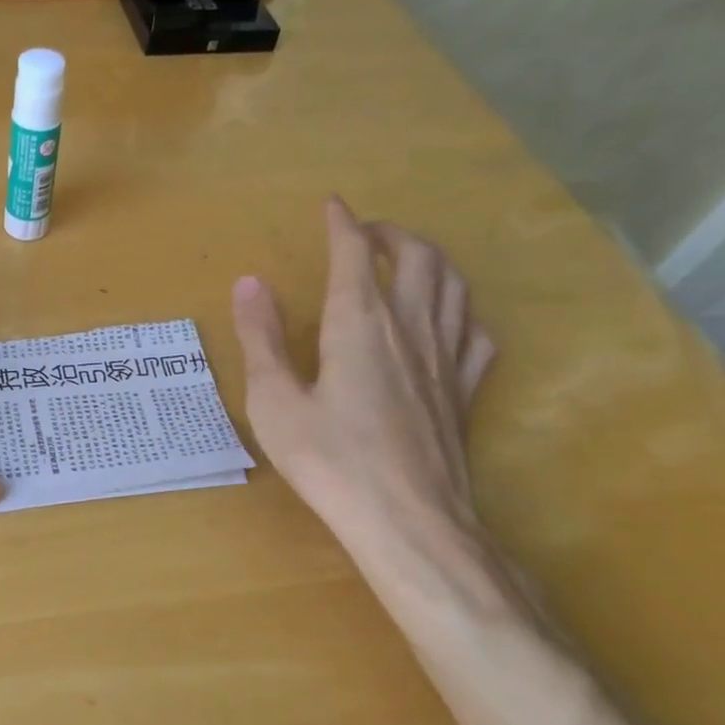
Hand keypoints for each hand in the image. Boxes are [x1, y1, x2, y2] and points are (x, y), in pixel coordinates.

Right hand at [230, 197, 494, 564]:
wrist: (407, 519)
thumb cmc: (329, 461)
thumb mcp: (274, 402)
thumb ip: (261, 339)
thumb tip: (249, 283)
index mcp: (360, 324)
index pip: (355, 254)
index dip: (342, 223)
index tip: (332, 205)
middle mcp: (410, 328)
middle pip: (418, 257)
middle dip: (391, 233)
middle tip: (366, 233)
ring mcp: (447, 359)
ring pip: (454, 285)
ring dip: (431, 259)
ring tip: (409, 260)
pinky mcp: (465, 391)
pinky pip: (475, 333)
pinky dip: (461, 311)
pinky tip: (449, 321)